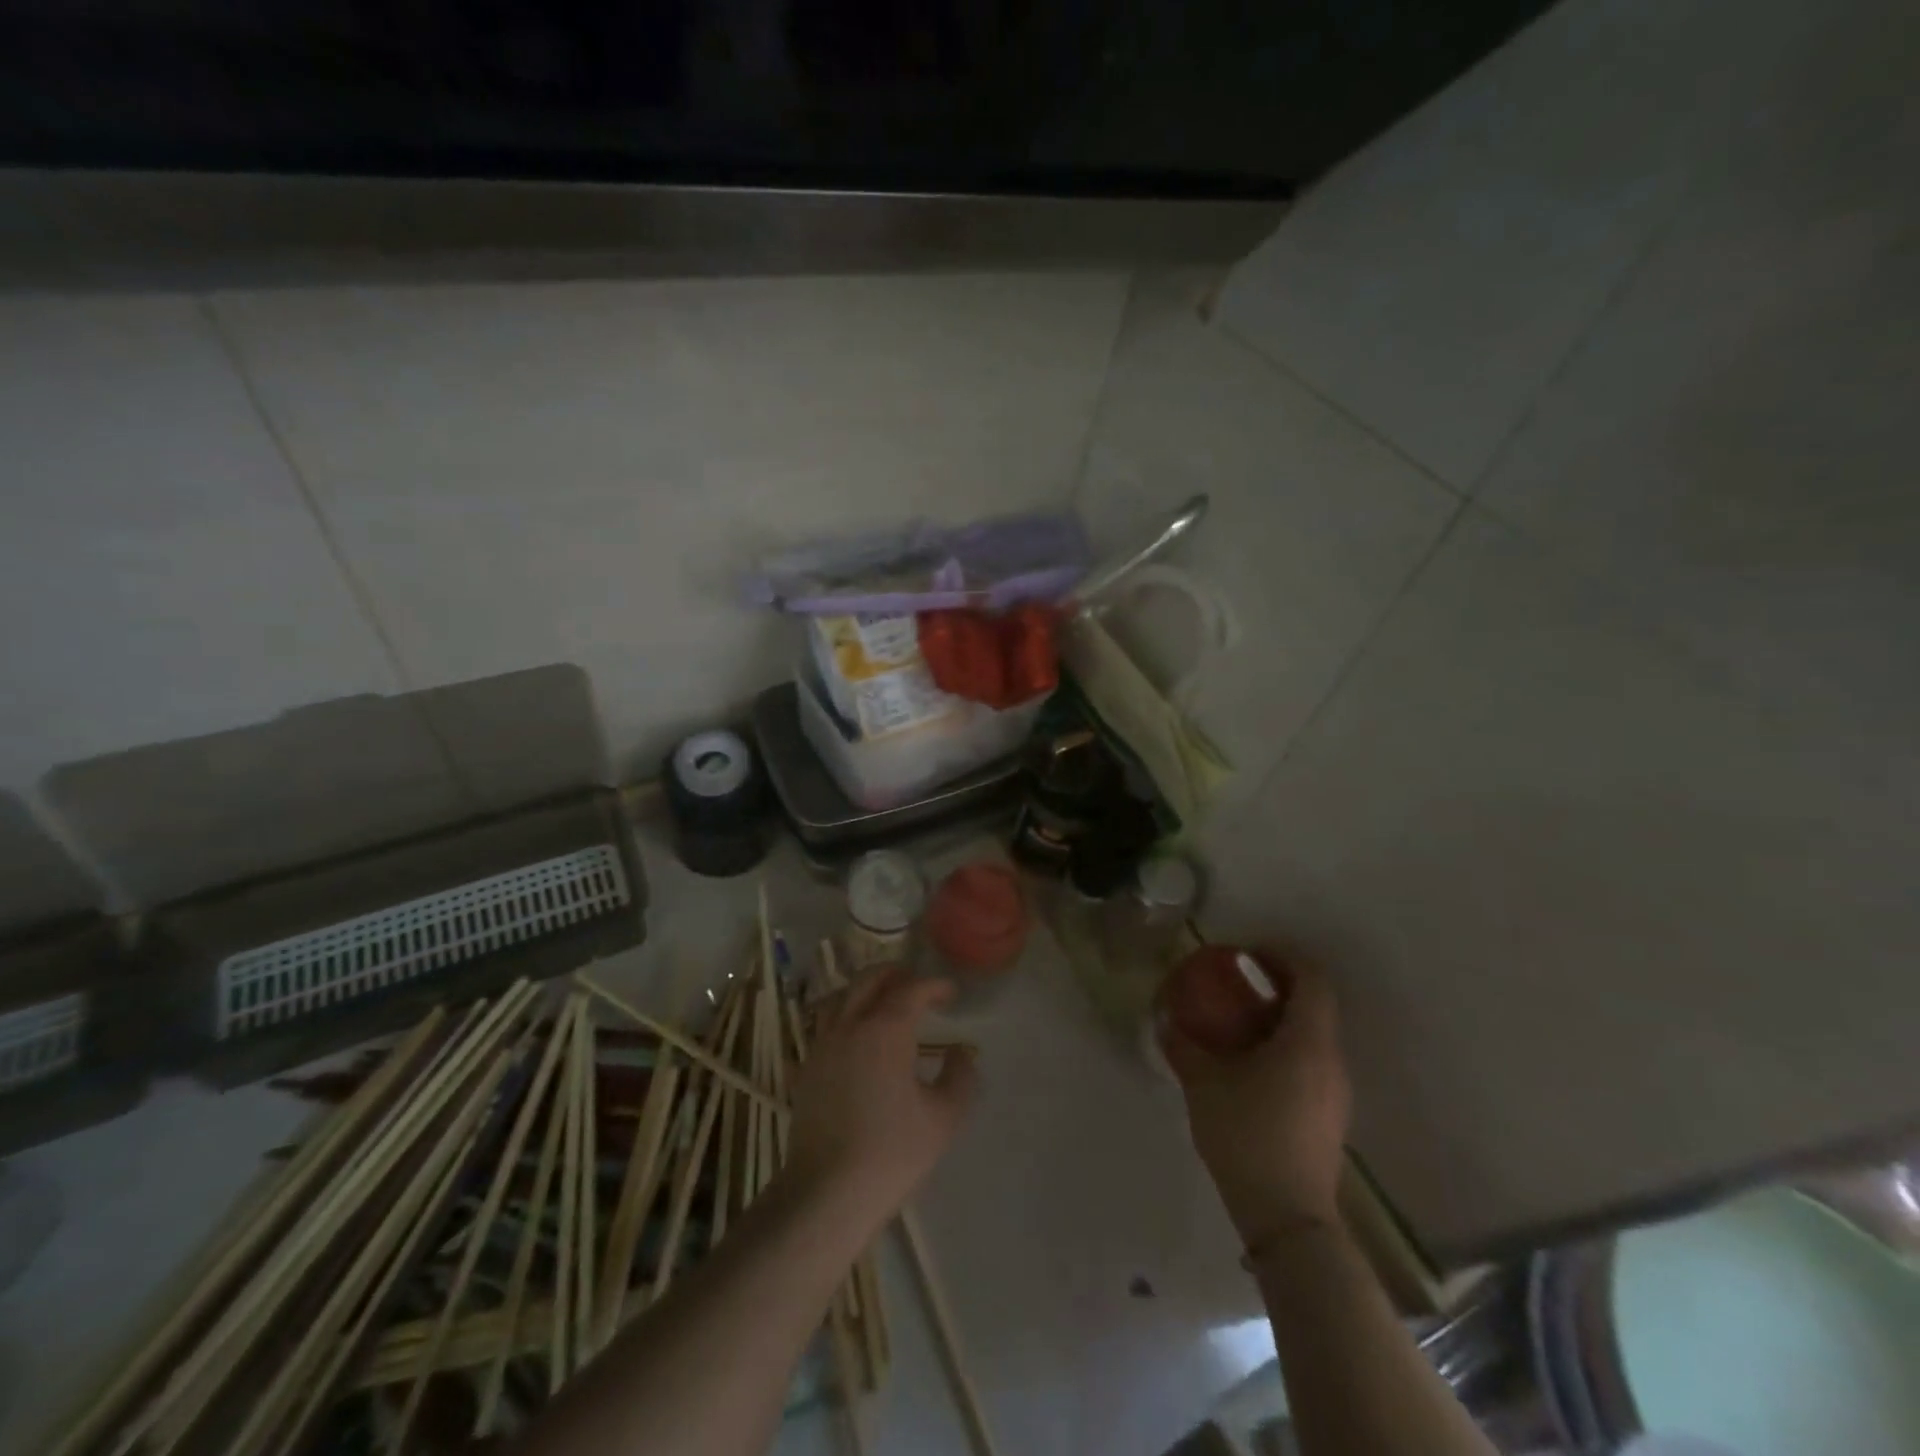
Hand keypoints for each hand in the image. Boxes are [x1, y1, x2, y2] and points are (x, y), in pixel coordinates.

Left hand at [787, 967, 977, 1228]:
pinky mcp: (804, 1070)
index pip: (912, 990)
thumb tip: (960, 1052)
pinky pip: (819, 1030)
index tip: (950, 994)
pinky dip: (838, 1021)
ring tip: (881, 1002)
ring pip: (839, 997)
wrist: (827, 1194)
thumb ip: (960, 1077)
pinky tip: (847, 1040)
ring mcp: (821, 1046)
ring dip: (863, 990)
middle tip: (917, 986)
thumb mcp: (944, 1118)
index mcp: (886, 1030)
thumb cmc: (892, 1153)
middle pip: (870, 980)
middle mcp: (850, 1026)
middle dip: (896, 974)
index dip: (934, 986)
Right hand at [1161, 960, 1350, 1247]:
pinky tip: (1251, 1067)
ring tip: (1239, 1025)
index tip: (1249, 956)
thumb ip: (1183, 1045)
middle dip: (1278, 986)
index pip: (1313, 979)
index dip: (1284, 957)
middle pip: (1316, 1004)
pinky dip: (1285, 1048)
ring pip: (1314, 1036)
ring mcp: (1336, 1092)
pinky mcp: (1330, 1116)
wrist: (1288, 1219)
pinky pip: (1311, 1063)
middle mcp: (1331, 1060)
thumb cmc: (1248, 1136)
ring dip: (1281, 1019)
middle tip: (1237, 987)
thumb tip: (1165, 1018)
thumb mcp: (1204, 1084)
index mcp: (1307, 1042)